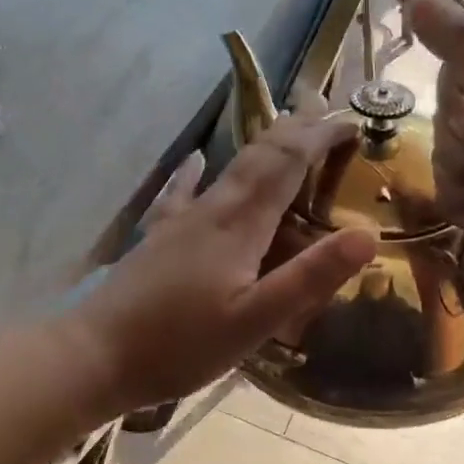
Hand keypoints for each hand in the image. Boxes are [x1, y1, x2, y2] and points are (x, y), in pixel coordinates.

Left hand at [72, 112, 375, 413]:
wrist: (96, 354)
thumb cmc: (180, 345)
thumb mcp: (255, 321)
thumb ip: (309, 277)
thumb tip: (367, 234)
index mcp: (239, 225)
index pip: (286, 164)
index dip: (319, 137)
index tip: (350, 121)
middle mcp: (211, 209)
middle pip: (258, 156)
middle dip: (294, 130)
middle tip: (324, 110)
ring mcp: (180, 221)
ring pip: (228, 168)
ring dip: (260, 146)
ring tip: (281, 128)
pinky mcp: (158, 237)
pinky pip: (183, 191)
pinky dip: (196, 171)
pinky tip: (194, 159)